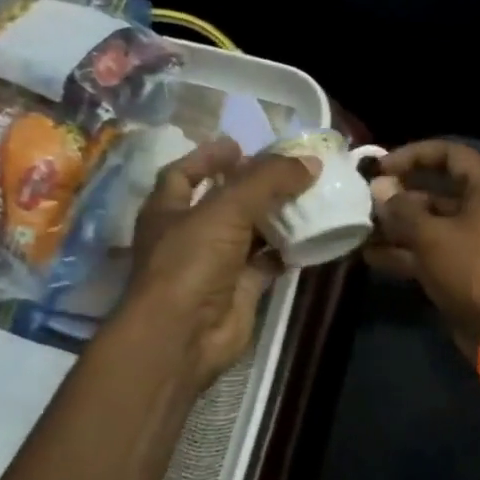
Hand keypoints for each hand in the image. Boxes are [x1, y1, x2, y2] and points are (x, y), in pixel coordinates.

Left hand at [118, 137, 317, 385]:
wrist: (184, 334)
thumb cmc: (191, 262)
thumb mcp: (226, 209)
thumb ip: (267, 181)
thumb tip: (310, 162)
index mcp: (168, 210)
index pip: (184, 173)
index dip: (209, 157)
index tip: (241, 145)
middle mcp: (190, 234)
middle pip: (224, 201)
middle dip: (254, 186)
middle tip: (289, 170)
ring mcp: (215, 264)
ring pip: (250, 233)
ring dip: (275, 217)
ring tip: (308, 197)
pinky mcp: (240, 289)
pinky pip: (267, 263)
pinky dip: (287, 251)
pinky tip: (311, 237)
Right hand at [364, 140, 479, 345]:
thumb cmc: (471, 268)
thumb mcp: (431, 235)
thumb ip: (401, 210)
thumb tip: (379, 189)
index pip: (451, 155)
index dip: (414, 155)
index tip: (381, 167)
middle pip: (438, 193)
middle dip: (400, 197)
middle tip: (365, 203)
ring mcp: (476, 243)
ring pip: (432, 226)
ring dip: (398, 228)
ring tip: (361, 230)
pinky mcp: (466, 271)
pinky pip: (433, 252)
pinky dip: (406, 253)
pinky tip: (370, 257)